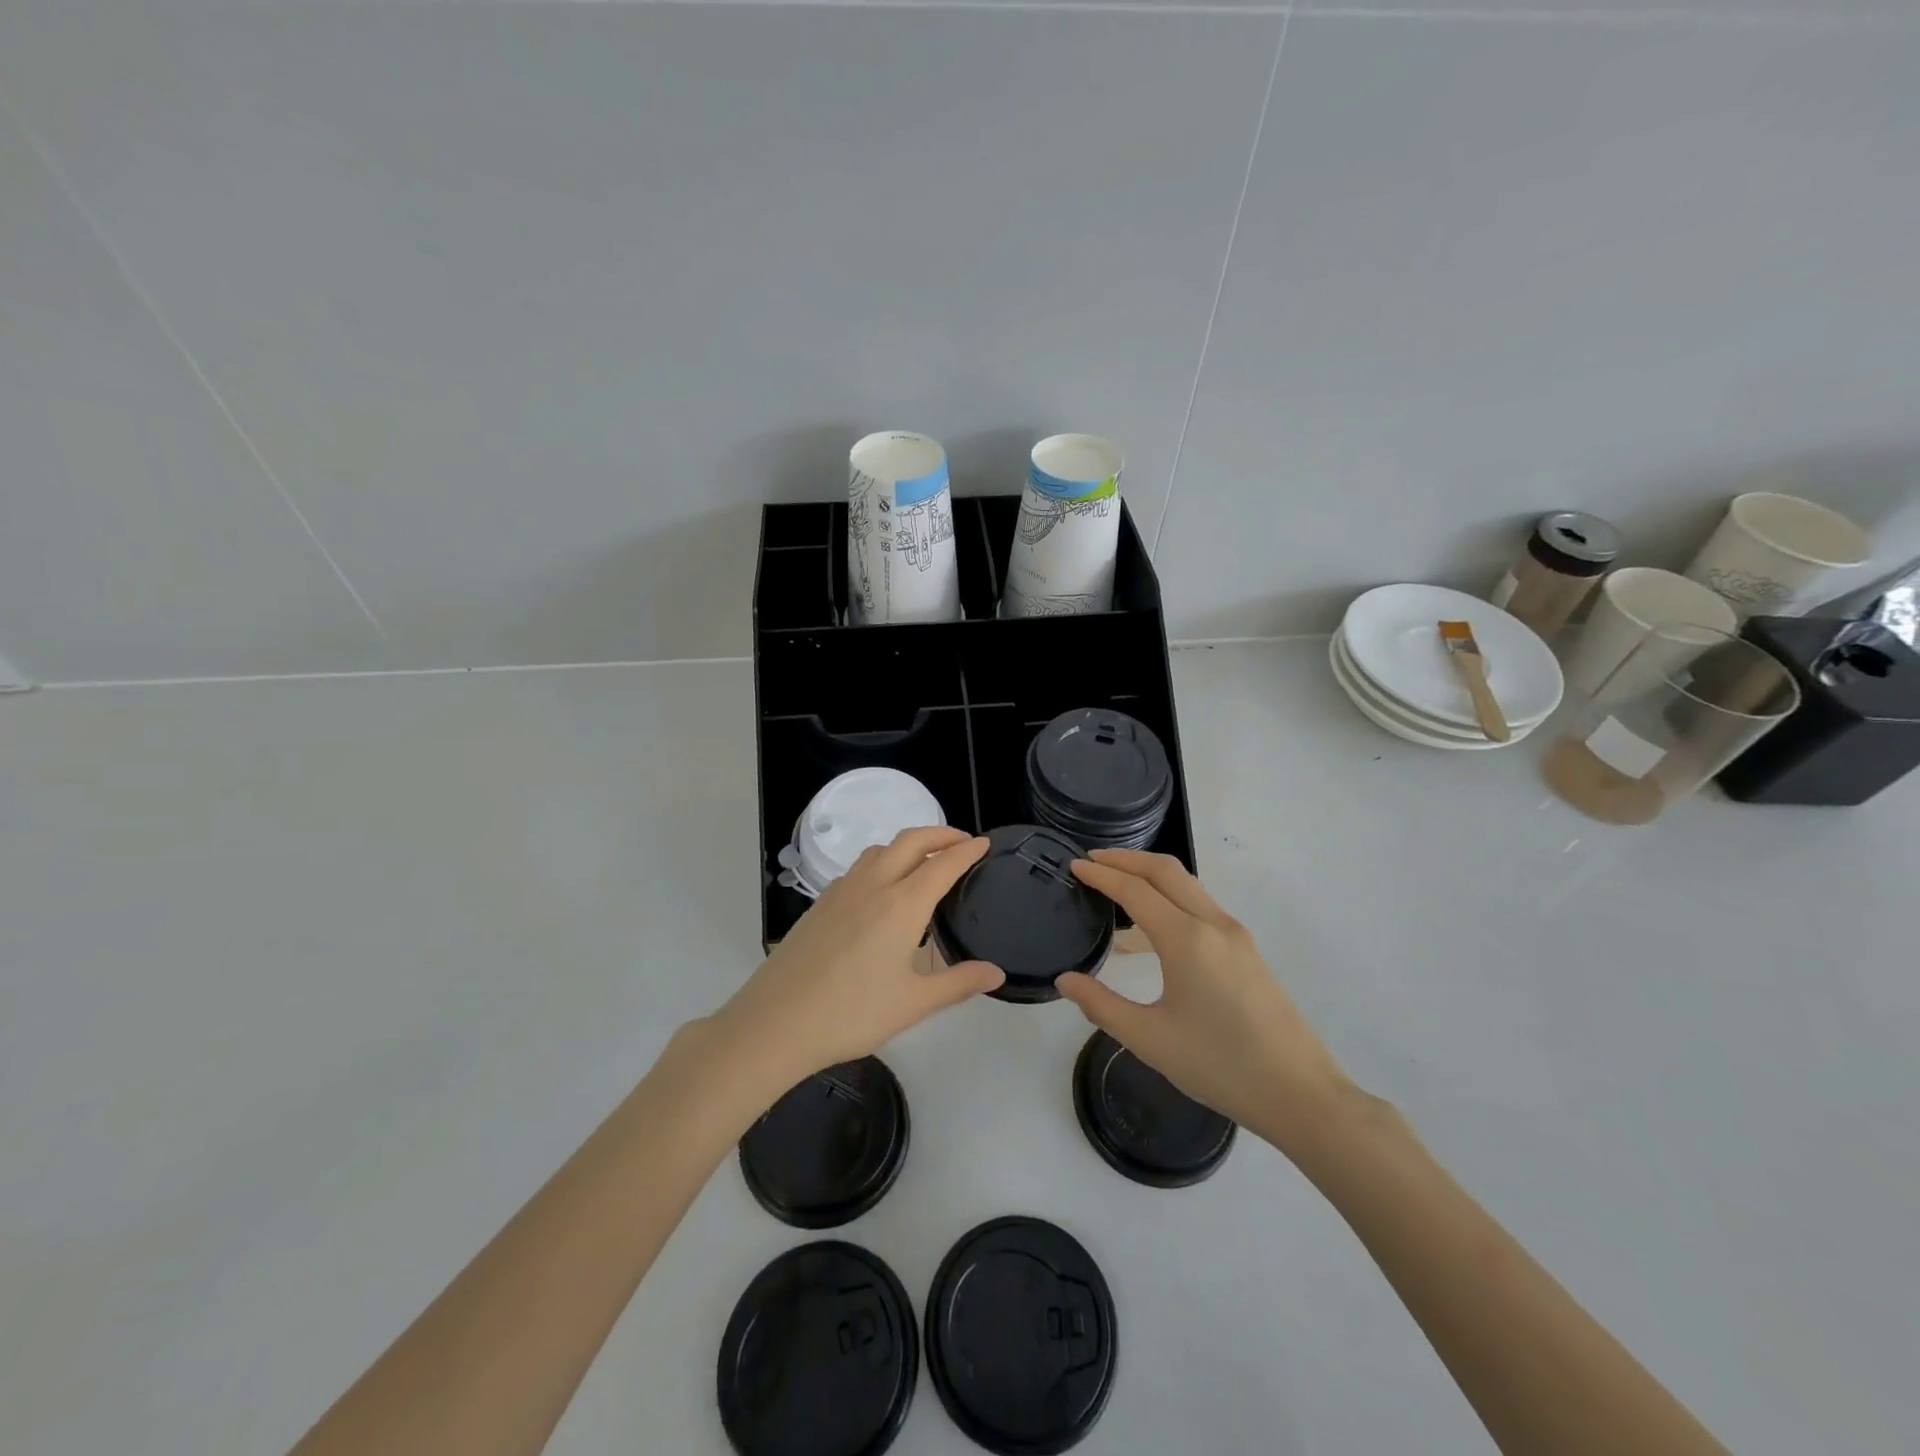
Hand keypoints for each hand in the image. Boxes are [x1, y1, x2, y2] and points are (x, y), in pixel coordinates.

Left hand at [709, 827, 1003, 1091]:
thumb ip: (958, 983)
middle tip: (962, 842)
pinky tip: (881, 890)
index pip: (942, 864)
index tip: (985, 844)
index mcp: (902, 904)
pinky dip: (882, 862)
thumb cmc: (851, 1013)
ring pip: (880, 850)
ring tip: (924, 862)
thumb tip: (996, 972)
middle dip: (940, 834)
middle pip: (910, 841)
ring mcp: (842, 891)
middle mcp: (873, 885)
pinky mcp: (820, 903)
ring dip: (908, 845)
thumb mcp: (913, 1003)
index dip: (967, 851)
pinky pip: (859, 867)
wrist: (776, 1021)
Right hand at [1057, 850, 1350, 1148]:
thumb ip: (1101, 1005)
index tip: (1074, 864)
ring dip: (1149, 877)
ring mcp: (1235, 936)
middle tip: (1092, 860)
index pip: (1135, 890)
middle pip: (1165, 871)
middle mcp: (1213, 925)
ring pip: (1186, 887)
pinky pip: (1199, 909)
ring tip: (1115, 889)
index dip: (1101, 874)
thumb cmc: (1220, 1066)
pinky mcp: (1246, 952)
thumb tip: (1065, 980)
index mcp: (1187, 939)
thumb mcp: (1150, 1039)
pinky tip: (1147, 936)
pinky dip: (1168, 902)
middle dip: (1126, 859)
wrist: (1301, 1094)